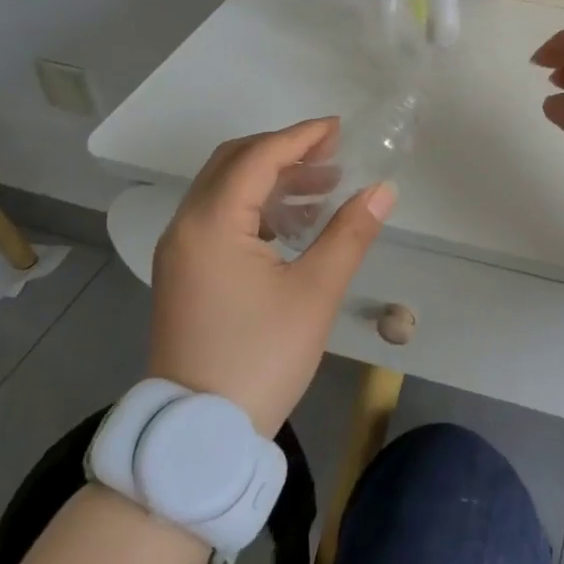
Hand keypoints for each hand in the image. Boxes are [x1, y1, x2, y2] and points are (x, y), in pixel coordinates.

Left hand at [149, 120, 394, 434]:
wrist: (199, 435)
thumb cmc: (260, 359)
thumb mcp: (315, 293)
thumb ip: (349, 233)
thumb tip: (382, 189)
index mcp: (212, 224)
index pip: (258, 157)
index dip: (301, 137)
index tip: (339, 129)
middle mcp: (186, 226)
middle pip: (234, 163)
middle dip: (284, 151)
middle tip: (331, 153)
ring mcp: (180, 251)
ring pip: (225, 189)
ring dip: (271, 178)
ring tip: (323, 187)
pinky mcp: (184, 272)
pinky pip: (219, 217)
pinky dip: (256, 206)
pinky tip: (293, 223)